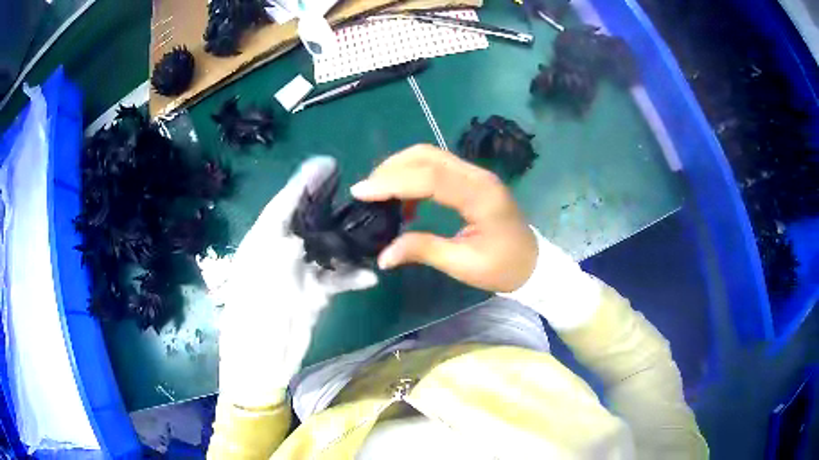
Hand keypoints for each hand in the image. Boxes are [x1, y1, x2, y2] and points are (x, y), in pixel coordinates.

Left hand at [210, 157, 377, 408]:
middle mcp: (282, 250)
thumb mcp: (263, 260)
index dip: (307, 182)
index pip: (287, 201)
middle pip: (310, 221)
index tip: (331, 165)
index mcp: (264, 237)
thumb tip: (304, 205)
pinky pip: (338, 279)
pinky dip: (354, 276)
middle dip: (331, 205)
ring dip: (349, 240)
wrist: (260, 355)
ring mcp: (300, 273)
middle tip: (358, 192)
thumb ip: (281, 231)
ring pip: (328, 248)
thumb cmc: (255, 305)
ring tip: (373, 229)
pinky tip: (370, 275)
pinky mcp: (315, 294)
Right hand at [351, 145, 536, 292]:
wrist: (533, 263)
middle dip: (391, 168)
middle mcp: (477, 176)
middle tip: (367, 192)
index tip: (361, 191)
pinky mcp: (471, 180)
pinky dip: (414, 176)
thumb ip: (423, 251)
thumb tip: (382, 256)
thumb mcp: (464, 265)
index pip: (430, 177)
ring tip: (379, 193)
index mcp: (480, 196)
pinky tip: (405, 202)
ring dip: (400, 168)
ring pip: (430, 156)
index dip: (393, 181)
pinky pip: (437, 168)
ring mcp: (476, 174)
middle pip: (428, 156)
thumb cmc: (504, 267)